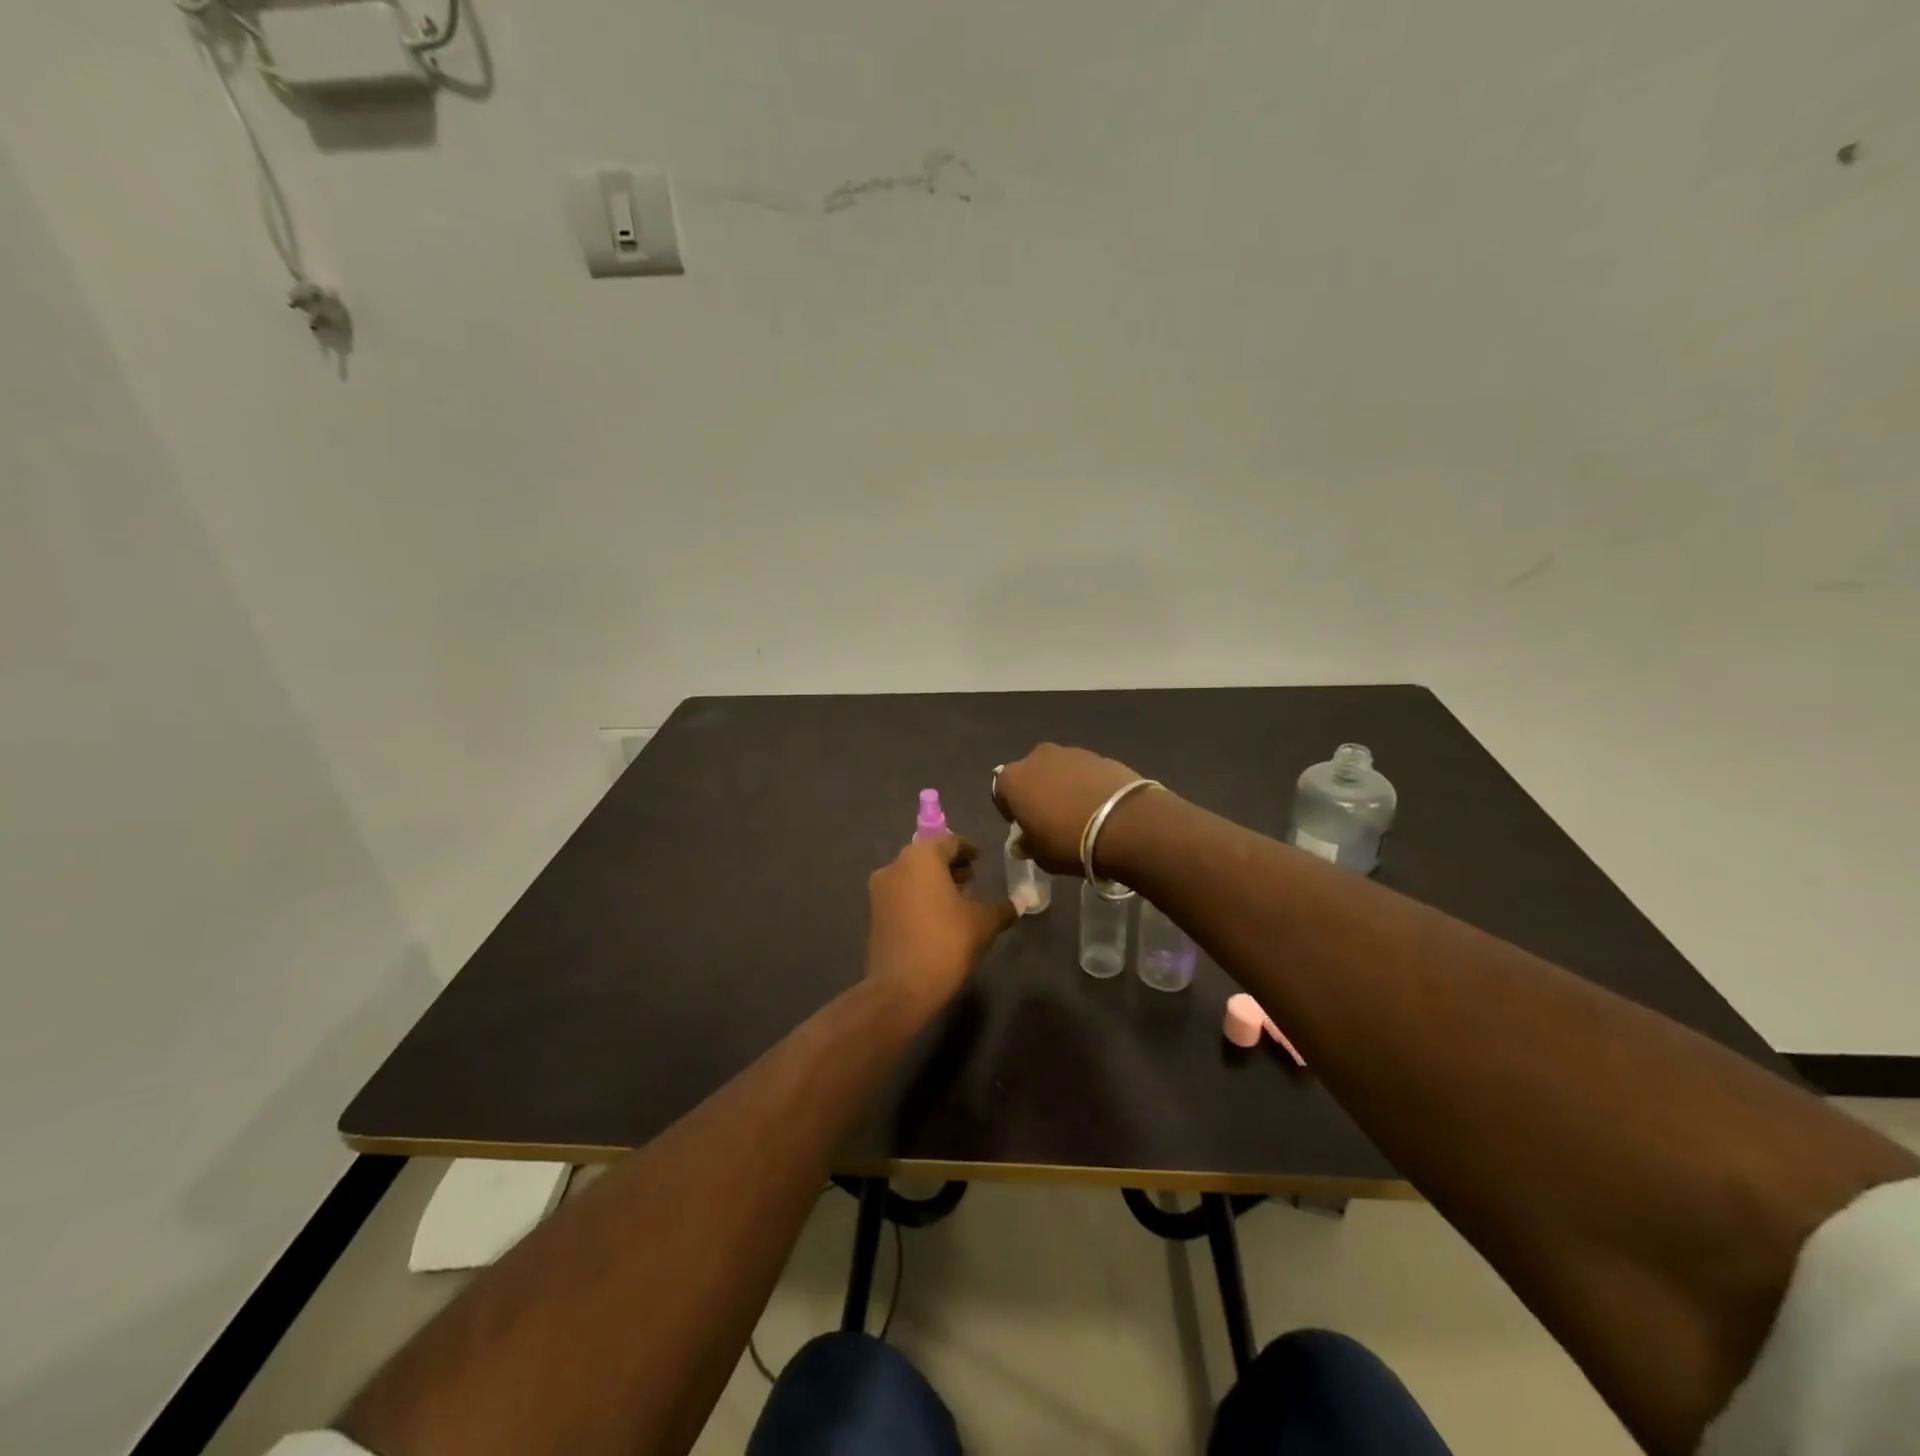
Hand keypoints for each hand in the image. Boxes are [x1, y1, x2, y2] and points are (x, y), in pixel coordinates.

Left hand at [864, 836, 1017, 1012]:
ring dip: (934, 882)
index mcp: (921, 857)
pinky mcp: (873, 913)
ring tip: (957, 901)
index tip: (980, 860)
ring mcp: (879, 890)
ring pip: (912, 875)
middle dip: (949, 866)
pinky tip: (937, 918)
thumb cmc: (947, 943)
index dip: (967, 850)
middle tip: (971, 879)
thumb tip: (1021, 901)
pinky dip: (919, 897)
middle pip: (927, 856)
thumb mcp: (984, 924)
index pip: (949, 842)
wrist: (901, 988)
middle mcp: (895, 865)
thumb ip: (1004, 908)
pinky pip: (901, 894)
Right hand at [993, 744, 1148, 875]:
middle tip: (1049, 817)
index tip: (1022, 825)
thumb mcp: (1041, 855)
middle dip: (1036, 792)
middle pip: (1030, 774)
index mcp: (1013, 779)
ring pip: (1058, 770)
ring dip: (1062, 785)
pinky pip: (1084, 771)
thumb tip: (1021, 843)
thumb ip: (1027, 845)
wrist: (1125, 823)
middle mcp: (1038, 757)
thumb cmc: (1069, 842)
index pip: (1001, 791)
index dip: (1010, 809)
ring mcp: (1071, 752)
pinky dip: (1086, 784)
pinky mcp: (1100, 755)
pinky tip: (1098, 805)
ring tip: (1077, 811)